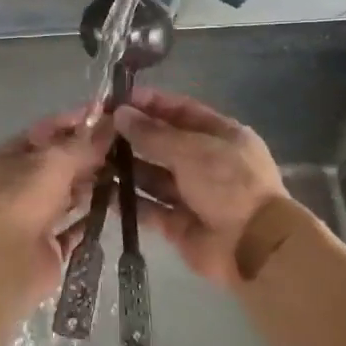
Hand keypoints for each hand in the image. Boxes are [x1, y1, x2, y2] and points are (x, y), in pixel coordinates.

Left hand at [0, 109, 113, 295]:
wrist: (4, 262)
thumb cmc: (22, 199)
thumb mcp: (55, 160)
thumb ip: (85, 143)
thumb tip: (111, 122)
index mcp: (8, 157)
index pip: (46, 131)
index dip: (76, 122)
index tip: (109, 116)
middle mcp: (17, 185)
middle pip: (59, 164)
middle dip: (89, 156)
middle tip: (126, 147)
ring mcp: (32, 217)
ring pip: (68, 195)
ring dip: (94, 186)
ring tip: (128, 175)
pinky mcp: (47, 246)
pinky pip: (75, 227)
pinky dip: (93, 218)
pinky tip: (119, 208)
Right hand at [114, 88, 287, 287]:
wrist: (253, 245)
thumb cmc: (229, 184)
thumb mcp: (191, 150)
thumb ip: (153, 134)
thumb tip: (120, 113)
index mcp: (220, 136)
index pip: (181, 111)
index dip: (151, 104)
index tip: (117, 99)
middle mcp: (206, 162)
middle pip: (164, 143)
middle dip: (133, 136)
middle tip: (97, 130)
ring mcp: (192, 194)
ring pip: (153, 176)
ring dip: (126, 168)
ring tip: (92, 159)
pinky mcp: (179, 224)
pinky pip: (149, 208)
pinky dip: (129, 202)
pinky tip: (101, 193)